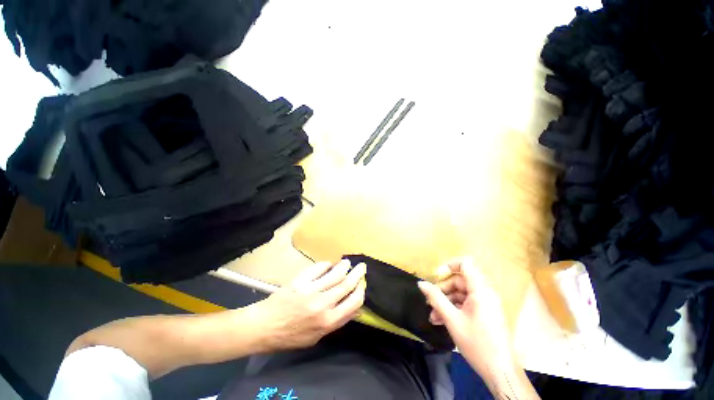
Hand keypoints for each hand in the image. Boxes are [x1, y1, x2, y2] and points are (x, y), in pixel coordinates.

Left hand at [252, 259, 365, 352]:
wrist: (264, 327)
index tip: (362, 284)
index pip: (354, 302)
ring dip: (344, 266)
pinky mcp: (301, 281)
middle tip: (362, 266)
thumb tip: (355, 309)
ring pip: (335, 273)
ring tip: (347, 262)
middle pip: (347, 284)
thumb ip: (337, 322)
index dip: (361, 291)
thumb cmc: (291, 336)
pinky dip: (326, 264)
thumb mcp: (317, 338)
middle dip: (357, 274)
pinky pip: (318, 268)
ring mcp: (311, 290)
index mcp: (328, 321)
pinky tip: (328, 264)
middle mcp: (323, 304)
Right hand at [418, 258, 513, 376]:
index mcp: (480, 290)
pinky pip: (466, 304)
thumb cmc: (477, 343)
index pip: (465, 264)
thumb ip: (435, 298)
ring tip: (432, 316)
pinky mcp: (484, 313)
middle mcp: (484, 292)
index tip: (436, 276)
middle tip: (429, 302)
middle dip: (442, 290)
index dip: (449, 266)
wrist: (500, 372)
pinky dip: (453, 309)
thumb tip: (421, 283)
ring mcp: (485, 303)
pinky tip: (441, 321)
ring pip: (460, 294)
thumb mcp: (452, 319)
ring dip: (445, 302)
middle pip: (459, 281)